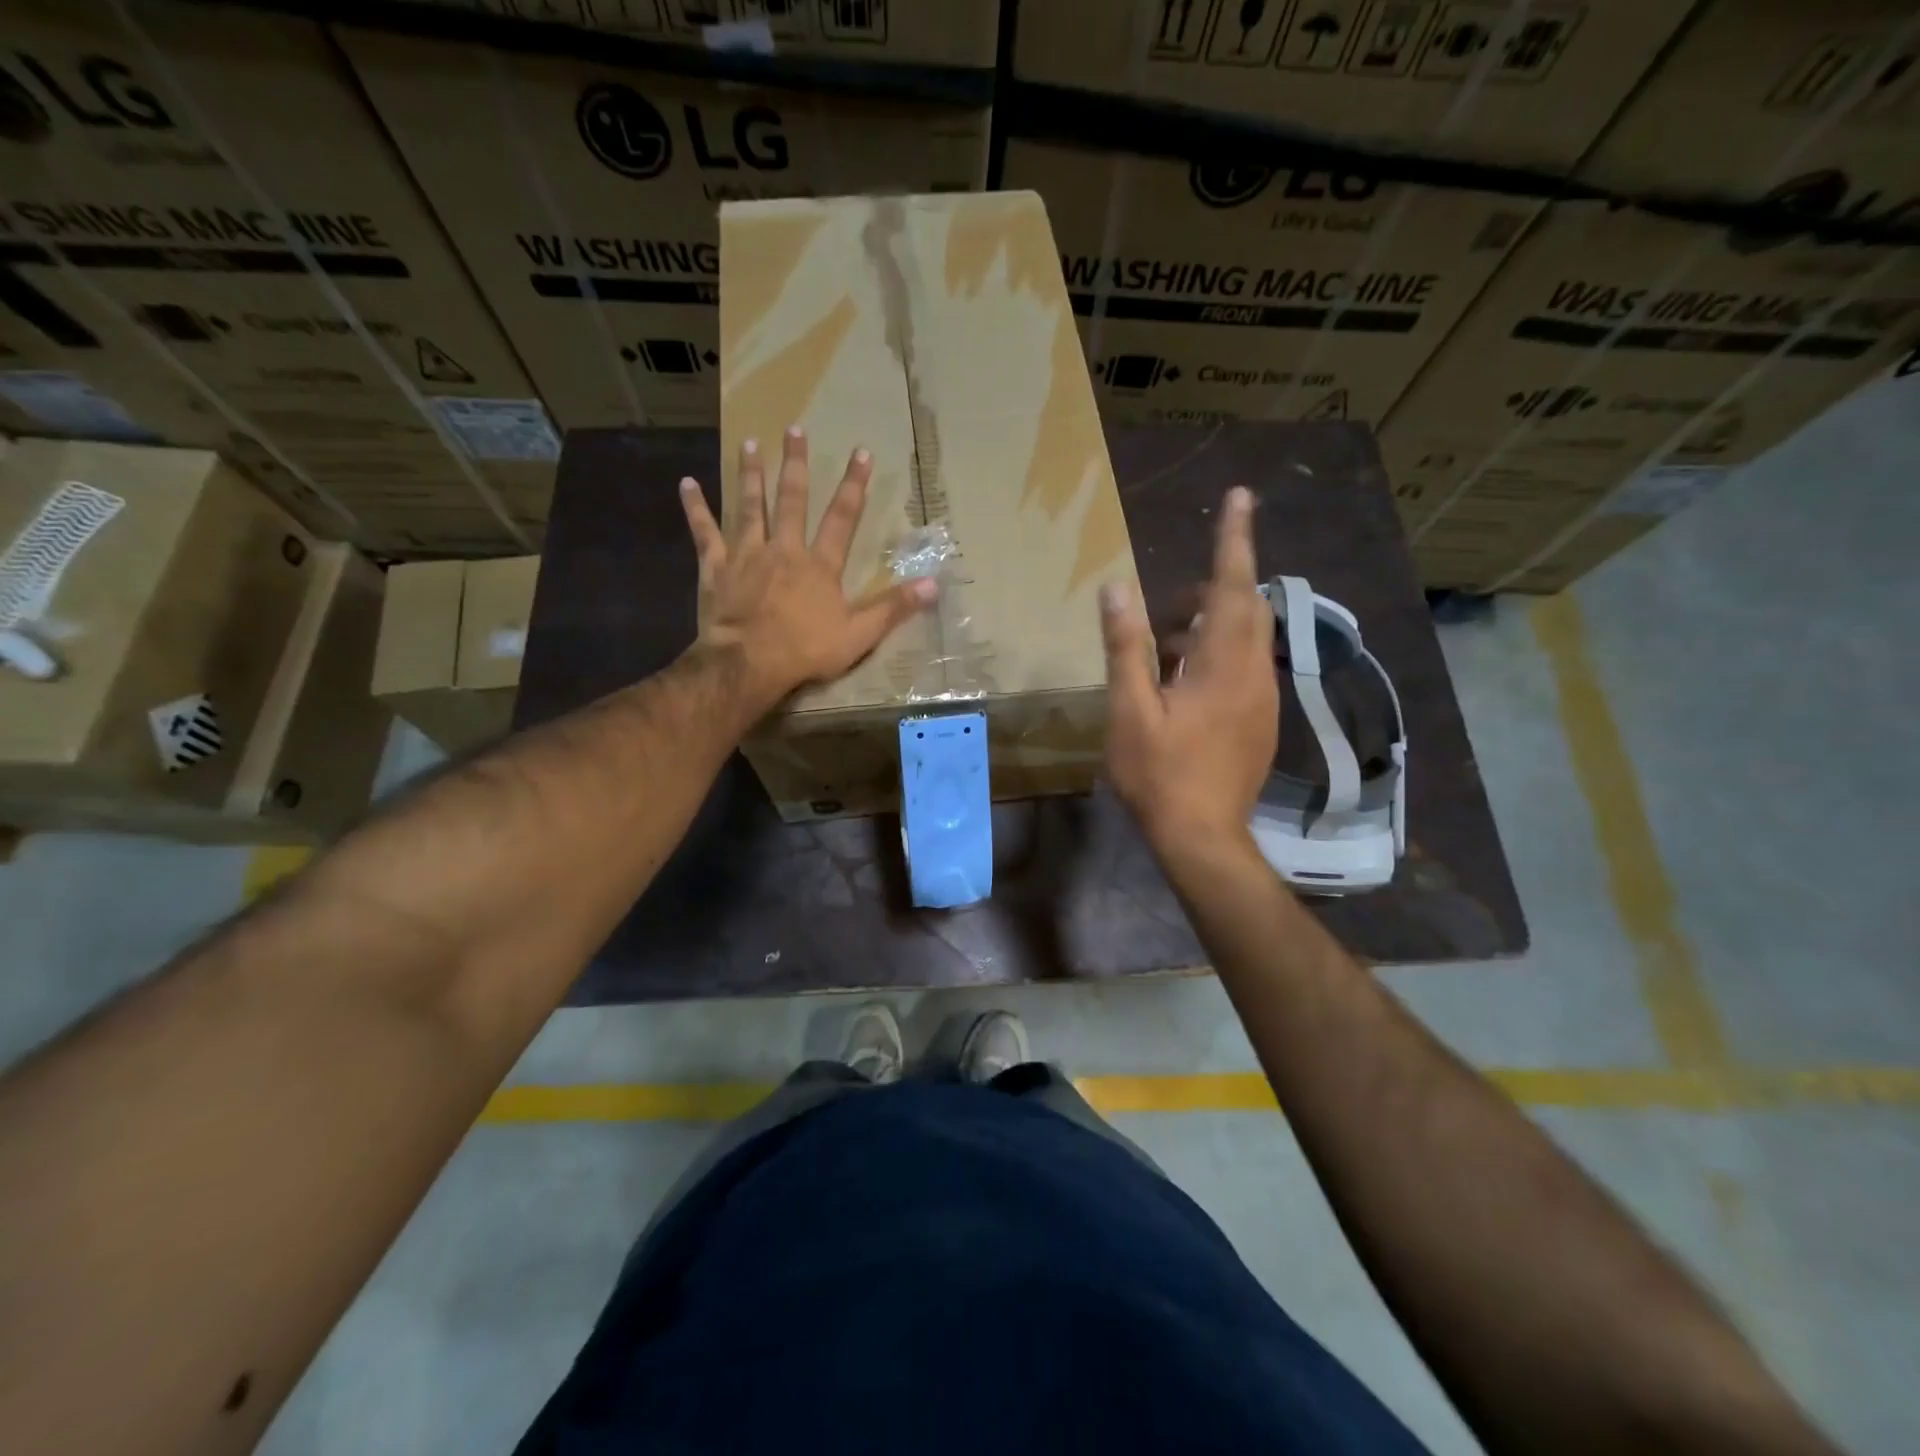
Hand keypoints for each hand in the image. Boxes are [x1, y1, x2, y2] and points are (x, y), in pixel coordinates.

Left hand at [679, 427, 935, 717]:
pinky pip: (704, 533)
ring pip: (749, 506)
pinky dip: (696, 508)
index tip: (861, 453)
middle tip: (794, 430)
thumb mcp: (859, 635)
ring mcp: (747, 555)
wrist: (748, 663)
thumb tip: (935, 584)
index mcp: (819, 565)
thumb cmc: (805, 651)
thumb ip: (894, 608)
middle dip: (796, 464)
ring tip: (751, 444)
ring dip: (751, 474)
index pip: (842, 518)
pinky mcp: (716, 568)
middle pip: (791, 500)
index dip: (854, 485)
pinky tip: (687, 483)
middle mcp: (784, 549)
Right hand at [1100, 486, 1276, 852]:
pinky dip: (1215, 658)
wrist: (1202, 838)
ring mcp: (1263, 700)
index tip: (1240, 497)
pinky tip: (1181, 686)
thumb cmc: (1159, 774)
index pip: (1233, 586)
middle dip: (1212, 590)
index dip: (1234, 540)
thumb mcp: (1130, 710)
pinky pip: (1244, 669)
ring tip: (1163, 651)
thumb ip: (1125, 647)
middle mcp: (1254, 673)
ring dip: (1208, 629)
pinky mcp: (1261, 722)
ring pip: (1244, 641)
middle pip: (1245, 609)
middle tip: (1167, 609)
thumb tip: (1117, 587)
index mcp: (1224, 664)